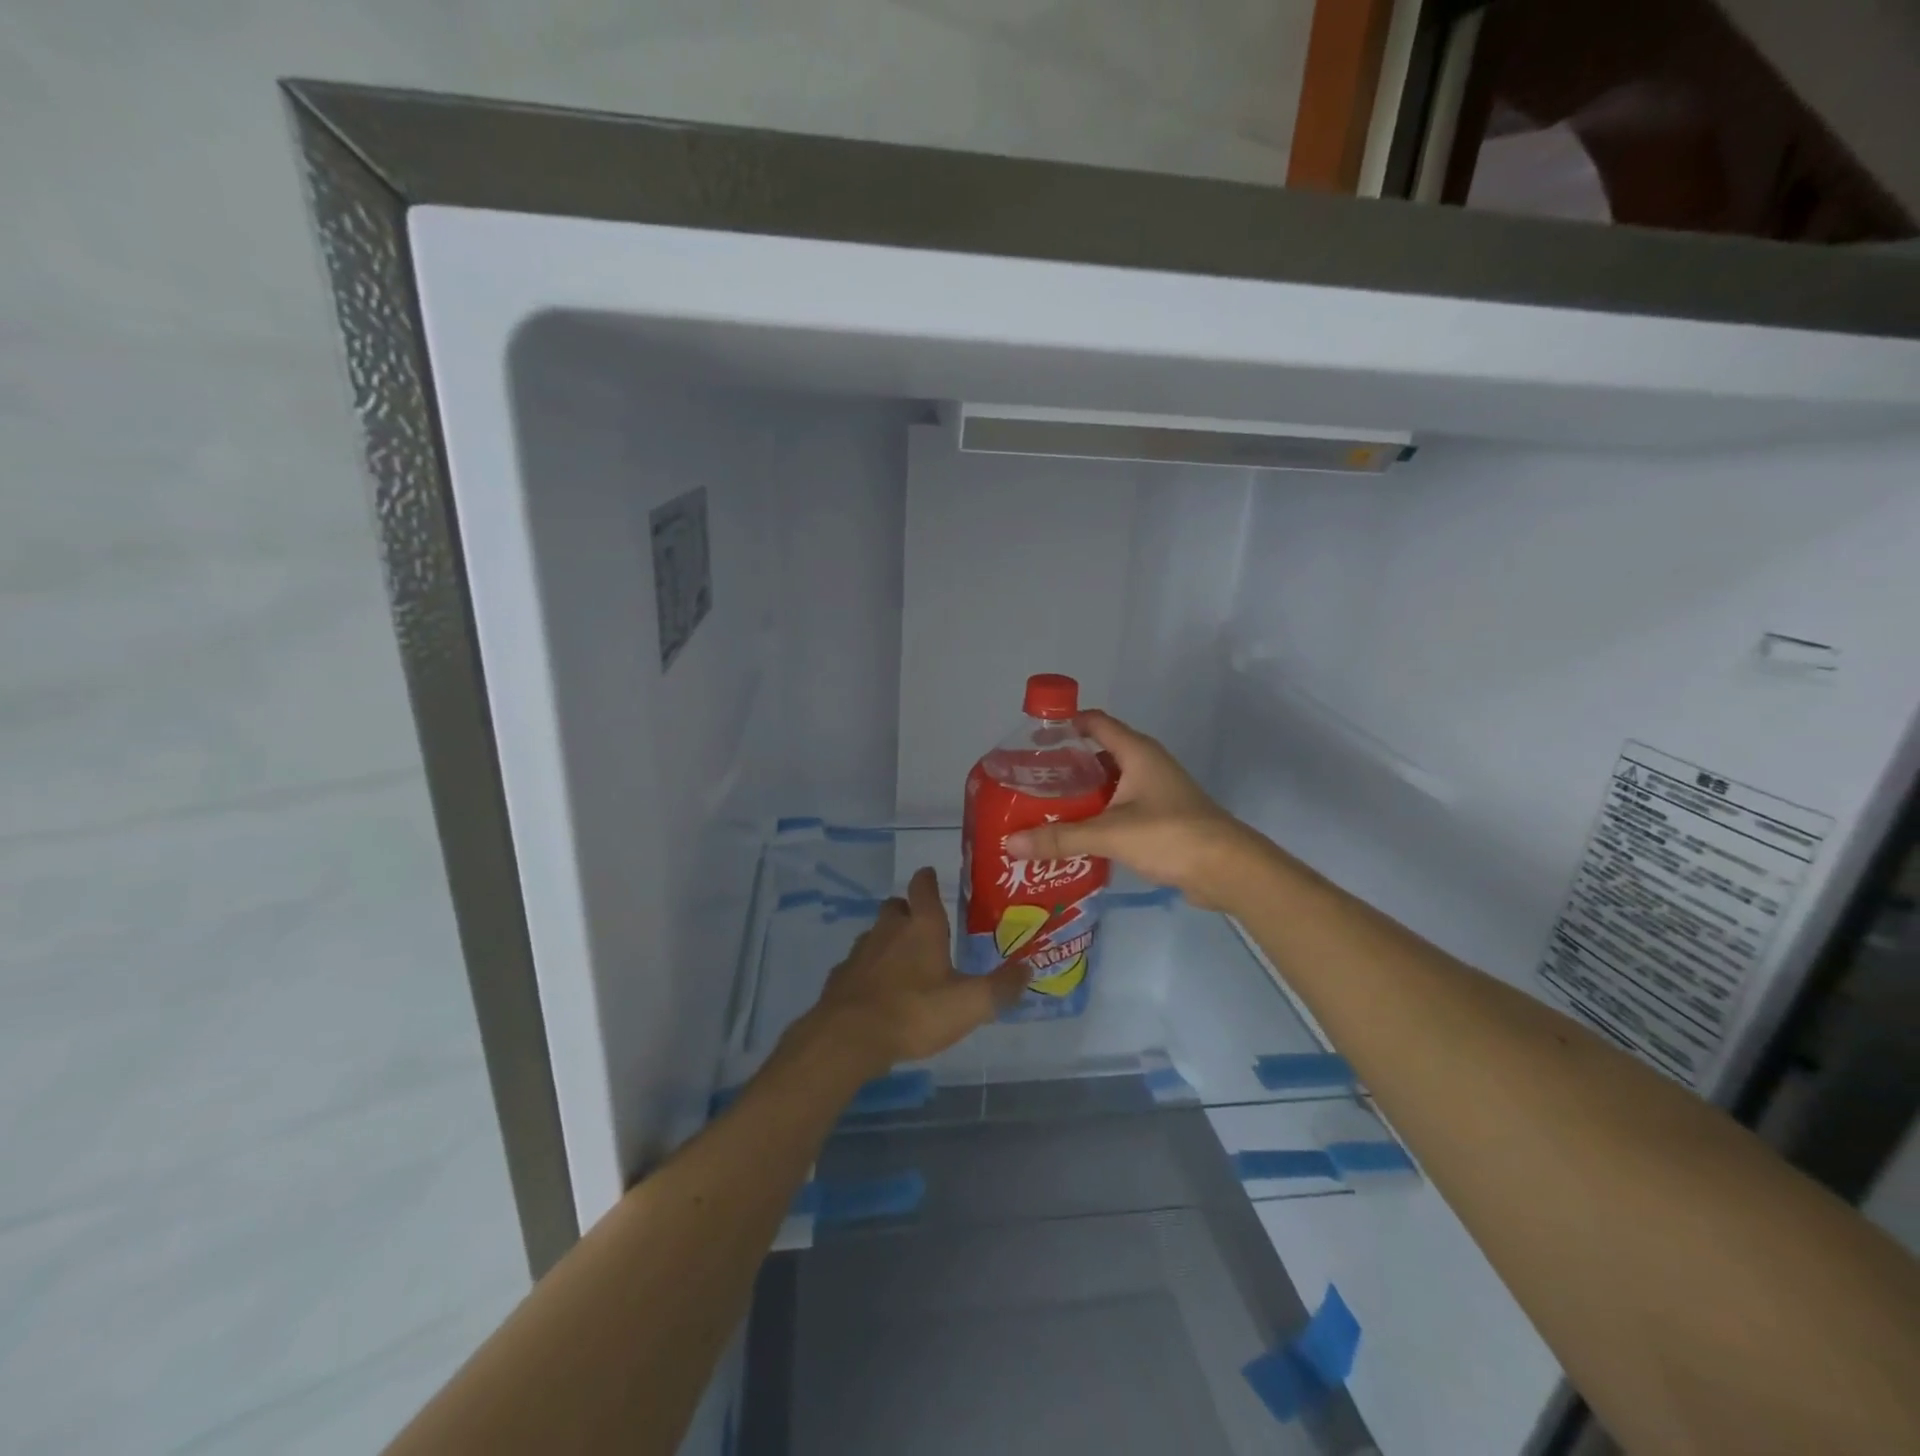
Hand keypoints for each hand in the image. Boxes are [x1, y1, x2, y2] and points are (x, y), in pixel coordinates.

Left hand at [797, 867, 1027, 1074]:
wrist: (849, 1037)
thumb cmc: (915, 1011)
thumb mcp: (970, 1003)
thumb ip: (1001, 987)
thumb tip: (1028, 969)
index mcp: (922, 926)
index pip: (923, 886)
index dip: (928, 879)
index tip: (931, 876)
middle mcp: (888, 929)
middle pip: (896, 906)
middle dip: (908, 910)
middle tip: (924, 925)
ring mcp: (860, 952)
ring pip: (876, 934)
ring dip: (888, 940)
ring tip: (904, 961)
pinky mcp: (841, 977)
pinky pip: (858, 964)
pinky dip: (870, 970)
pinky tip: (879, 990)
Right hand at [1004, 710, 1261, 910]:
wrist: (1227, 869)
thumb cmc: (1170, 835)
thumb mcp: (1110, 833)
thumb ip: (1060, 838)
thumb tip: (1010, 843)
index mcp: (1136, 752)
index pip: (1094, 722)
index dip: (1064, 724)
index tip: (1030, 740)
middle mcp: (1146, 764)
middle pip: (1097, 755)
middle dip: (1064, 767)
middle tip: (1029, 783)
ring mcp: (1155, 792)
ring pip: (1108, 785)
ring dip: (1080, 796)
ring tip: (1043, 810)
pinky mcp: (1160, 818)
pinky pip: (1120, 808)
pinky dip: (1097, 816)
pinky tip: (1074, 835)